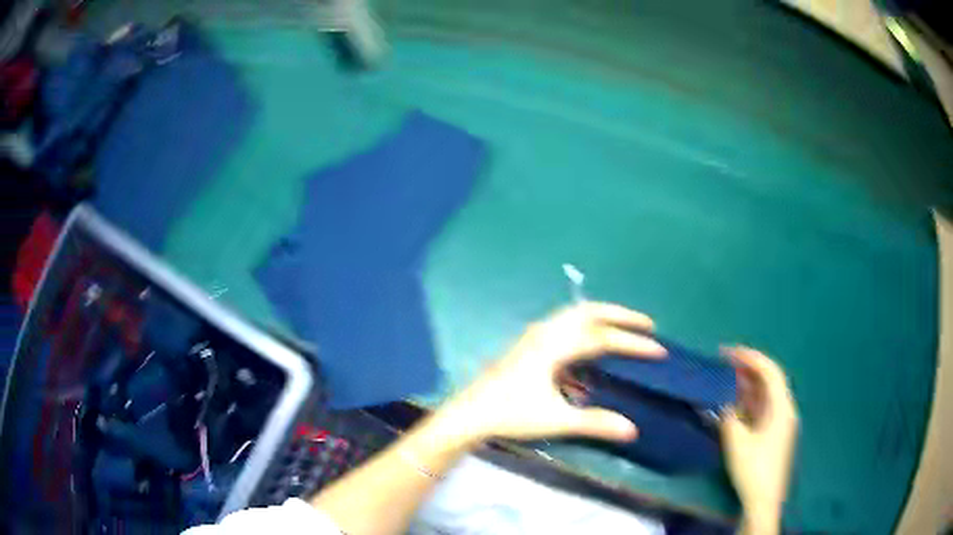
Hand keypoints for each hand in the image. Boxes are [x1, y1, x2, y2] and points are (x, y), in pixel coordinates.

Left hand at [442, 302, 666, 443]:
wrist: (470, 414)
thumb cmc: (511, 414)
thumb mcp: (556, 420)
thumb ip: (595, 423)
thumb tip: (632, 430)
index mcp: (554, 346)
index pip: (602, 338)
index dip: (632, 343)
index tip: (659, 350)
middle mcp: (546, 333)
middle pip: (588, 311)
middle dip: (620, 315)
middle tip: (647, 324)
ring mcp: (534, 336)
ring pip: (574, 315)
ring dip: (602, 317)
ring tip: (624, 328)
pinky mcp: (528, 345)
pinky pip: (563, 326)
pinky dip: (584, 327)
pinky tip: (589, 347)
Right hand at [720, 347, 798, 534]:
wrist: (763, 501)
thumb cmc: (753, 469)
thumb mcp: (737, 443)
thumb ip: (729, 417)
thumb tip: (722, 402)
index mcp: (781, 408)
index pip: (770, 372)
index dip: (751, 358)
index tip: (729, 352)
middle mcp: (784, 410)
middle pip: (769, 381)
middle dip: (748, 370)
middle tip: (725, 364)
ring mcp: (780, 423)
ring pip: (765, 395)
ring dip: (747, 386)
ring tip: (726, 380)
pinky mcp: (774, 434)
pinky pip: (762, 409)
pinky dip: (748, 402)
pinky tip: (734, 404)